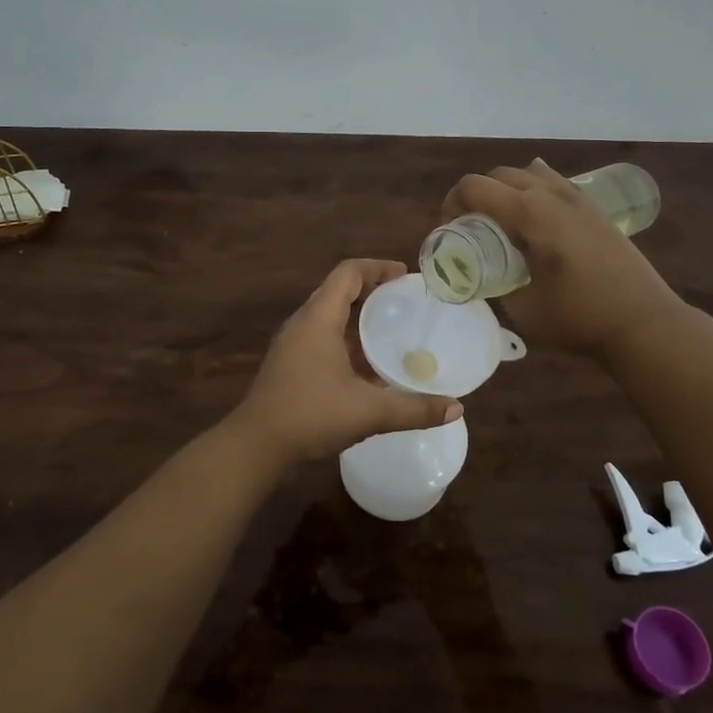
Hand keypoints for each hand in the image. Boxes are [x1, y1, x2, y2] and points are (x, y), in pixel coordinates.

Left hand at [231, 259, 462, 466]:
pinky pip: (320, 336)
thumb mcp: (368, 411)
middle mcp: (302, 323)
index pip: (348, 273)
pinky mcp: (287, 364)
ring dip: (357, 315)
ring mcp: (291, 344)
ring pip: (328, 315)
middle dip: (371, 290)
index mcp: (318, 318)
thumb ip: (413, 409)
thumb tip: (456, 408)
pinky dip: (345, 338)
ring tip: (389, 329)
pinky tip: (365, 365)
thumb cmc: (310, 415)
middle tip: (404, 301)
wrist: (256, 445)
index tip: (405, 275)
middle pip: (338, 290)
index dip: (377, 267)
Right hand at [442, 159, 685, 359]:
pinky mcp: (594, 209)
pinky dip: (534, 189)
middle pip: (499, 175)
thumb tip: (479, 274)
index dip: (451, 204)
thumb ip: (493, 284)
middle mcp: (551, 194)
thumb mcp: (521, 309)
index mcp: (529, 213)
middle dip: (475, 195)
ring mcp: (577, 198)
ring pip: (528, 174)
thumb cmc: (579, 318)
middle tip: (470, 228)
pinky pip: (555, 182)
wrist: (644, 323)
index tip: (449, 231)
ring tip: (502, 222)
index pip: (474, 187)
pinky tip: (536, 213)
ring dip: (506, 190)